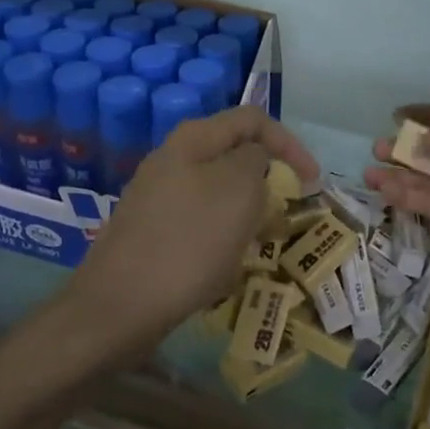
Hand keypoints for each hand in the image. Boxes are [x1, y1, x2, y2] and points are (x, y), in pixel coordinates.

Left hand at [0, 106, 315, 428]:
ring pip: (220, 193)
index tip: (312, 181)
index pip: (254, 120)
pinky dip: (224, 237)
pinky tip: (228, 266)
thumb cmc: (188, 243)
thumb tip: (256, 158)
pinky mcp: (153, 232)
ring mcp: (159, 197)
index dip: (290, 143)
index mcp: (193, 140)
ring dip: (249, 213)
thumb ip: (256, 159)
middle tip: (287, 214)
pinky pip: (201, 223)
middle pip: (236, 156)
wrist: (117, 308)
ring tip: (262, 244)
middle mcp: (173, 160)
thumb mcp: (237, 190)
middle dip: (269, 181)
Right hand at [363, 82, 429, 290]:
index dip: (429, 111)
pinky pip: (427, 201)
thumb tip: (428, 141)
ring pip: (429, 174)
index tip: (399, 114)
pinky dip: (401, 192)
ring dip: (399, 167)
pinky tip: (378, 183)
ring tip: (372, 161)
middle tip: (382, 144)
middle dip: (410, 141)